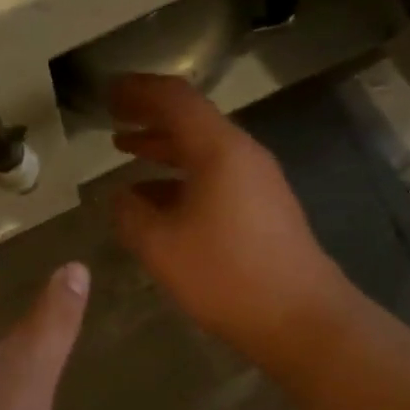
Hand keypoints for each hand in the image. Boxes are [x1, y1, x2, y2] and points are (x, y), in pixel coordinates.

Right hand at [108, 73, 353, 371]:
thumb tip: (119, 198)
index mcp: (219, 150)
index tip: (107, 92)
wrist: (302, 319)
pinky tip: (156, 199)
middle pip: (191, 120)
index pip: (175, 99)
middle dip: (148, 115)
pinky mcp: (263, 207)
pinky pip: (215, 176)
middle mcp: (242, 154)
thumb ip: (130, 215)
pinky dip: (180, 177)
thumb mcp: (162, 247)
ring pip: (202, 150)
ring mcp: (257, 181)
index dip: (138, 91)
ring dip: (163, 147)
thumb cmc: (227, 276)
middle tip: (112, 115)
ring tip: (125, 149)